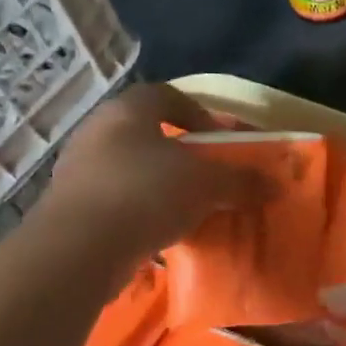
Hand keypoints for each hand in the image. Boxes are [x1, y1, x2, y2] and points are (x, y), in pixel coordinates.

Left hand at [33, 84, 262, 268]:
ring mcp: (77, 171)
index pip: (164, 95)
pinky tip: (159, 230)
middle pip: (146, 133)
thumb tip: (277, 185)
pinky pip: (114, 200)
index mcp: (127, 111)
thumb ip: (242, 181)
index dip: (196, 111)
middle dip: (179, 152)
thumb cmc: (146, 193)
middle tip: (205, 173)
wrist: (78, 251)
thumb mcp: (207, 184)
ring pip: (129, 167)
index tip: (217, 138)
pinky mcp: (68, 209)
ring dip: (158, 183)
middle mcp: (96, 132)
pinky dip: (139, 210)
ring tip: (186, 206)